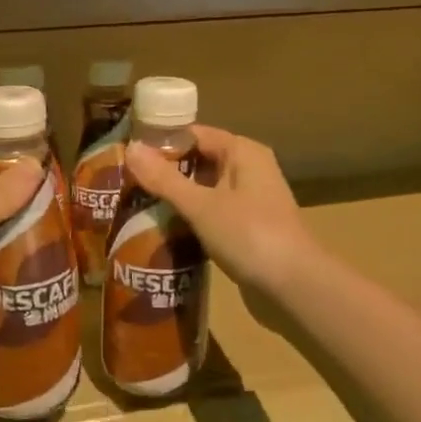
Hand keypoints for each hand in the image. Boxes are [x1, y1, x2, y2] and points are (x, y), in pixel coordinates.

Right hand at [124, 126, 316, 295]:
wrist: (295, 287)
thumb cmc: (249, 235)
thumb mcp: (201, 205)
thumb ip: (165, 179)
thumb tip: (130, 148)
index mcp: (243, 152)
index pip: (194, 134)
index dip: (161, 142)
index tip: (127, 155)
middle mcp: (249, 169)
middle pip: (199, 161)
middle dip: (165, 173)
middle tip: (125, 183)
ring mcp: (251, 201)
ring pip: (205, 190)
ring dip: (177, 198)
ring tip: (136, 206)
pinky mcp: (248, 229)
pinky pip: (212, 214)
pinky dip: (191, 220)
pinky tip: (164, 231)